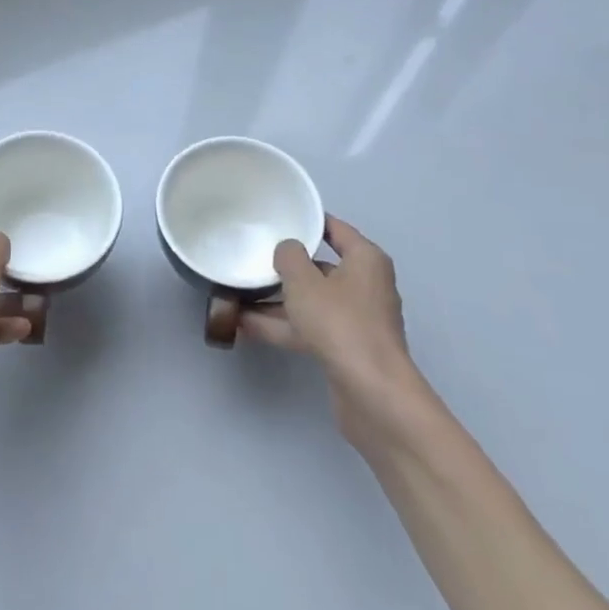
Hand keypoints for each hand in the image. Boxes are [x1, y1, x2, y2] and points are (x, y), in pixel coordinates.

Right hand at [239, 214, 424, 441]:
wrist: (371, 392)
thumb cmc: (340, 323)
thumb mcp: (304, 281)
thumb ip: (289, 257)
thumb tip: (287, 250)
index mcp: (366, 260)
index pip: (336, 229)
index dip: (308, 222)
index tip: (279, 217)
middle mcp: (365, 285)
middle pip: (320, 268)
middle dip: (286, 267)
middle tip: (253, 256)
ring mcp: (356, 319)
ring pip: (311, 301)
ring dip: (276, 301)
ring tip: (237, 294)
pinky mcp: (346, 348)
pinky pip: (308, 327)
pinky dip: (282, 325)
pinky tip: (246, 326)